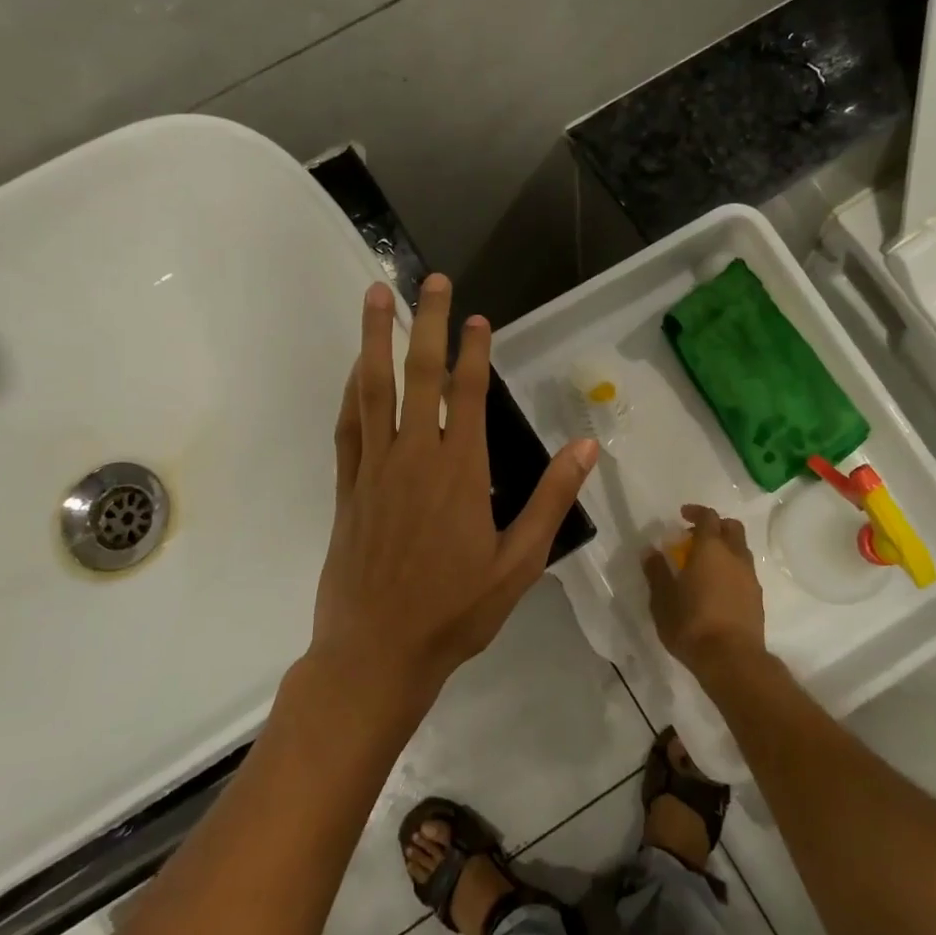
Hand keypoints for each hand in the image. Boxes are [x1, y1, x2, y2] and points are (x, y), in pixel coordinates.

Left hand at [310, 274, 597, 708]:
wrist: (376, 653)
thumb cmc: (455, 611)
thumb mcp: (519, 563)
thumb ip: (551, 499)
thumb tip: (587, 446)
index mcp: (460, 472)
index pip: (469, 394)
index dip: (474, 350)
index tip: (476, 317)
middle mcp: (415, 458)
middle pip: (419, 376)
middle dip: (424, 323)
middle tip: (428, 281)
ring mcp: (375, 470)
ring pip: (374, 390)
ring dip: (375, 339)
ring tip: (376, 296)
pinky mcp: (348, 488)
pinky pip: (348, 427)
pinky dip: (351, 391)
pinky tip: (355, 369)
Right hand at [642, 504, 767, 679]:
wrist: (732, 660)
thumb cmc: (692, 624)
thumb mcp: (663, 599)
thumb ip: (657, 572)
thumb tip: (651, 551)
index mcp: (710, 549)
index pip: (708, 517)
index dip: (696, 512)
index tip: (682, 515)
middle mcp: (735, 556)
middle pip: (732, 527)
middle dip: (715, 526)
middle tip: (695, 537)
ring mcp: (750, 577)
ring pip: (741, 550)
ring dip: (725, 548)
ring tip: (705, 564)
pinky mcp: (757, 598)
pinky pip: (745, 571)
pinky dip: (732, 569)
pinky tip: (717, 587)